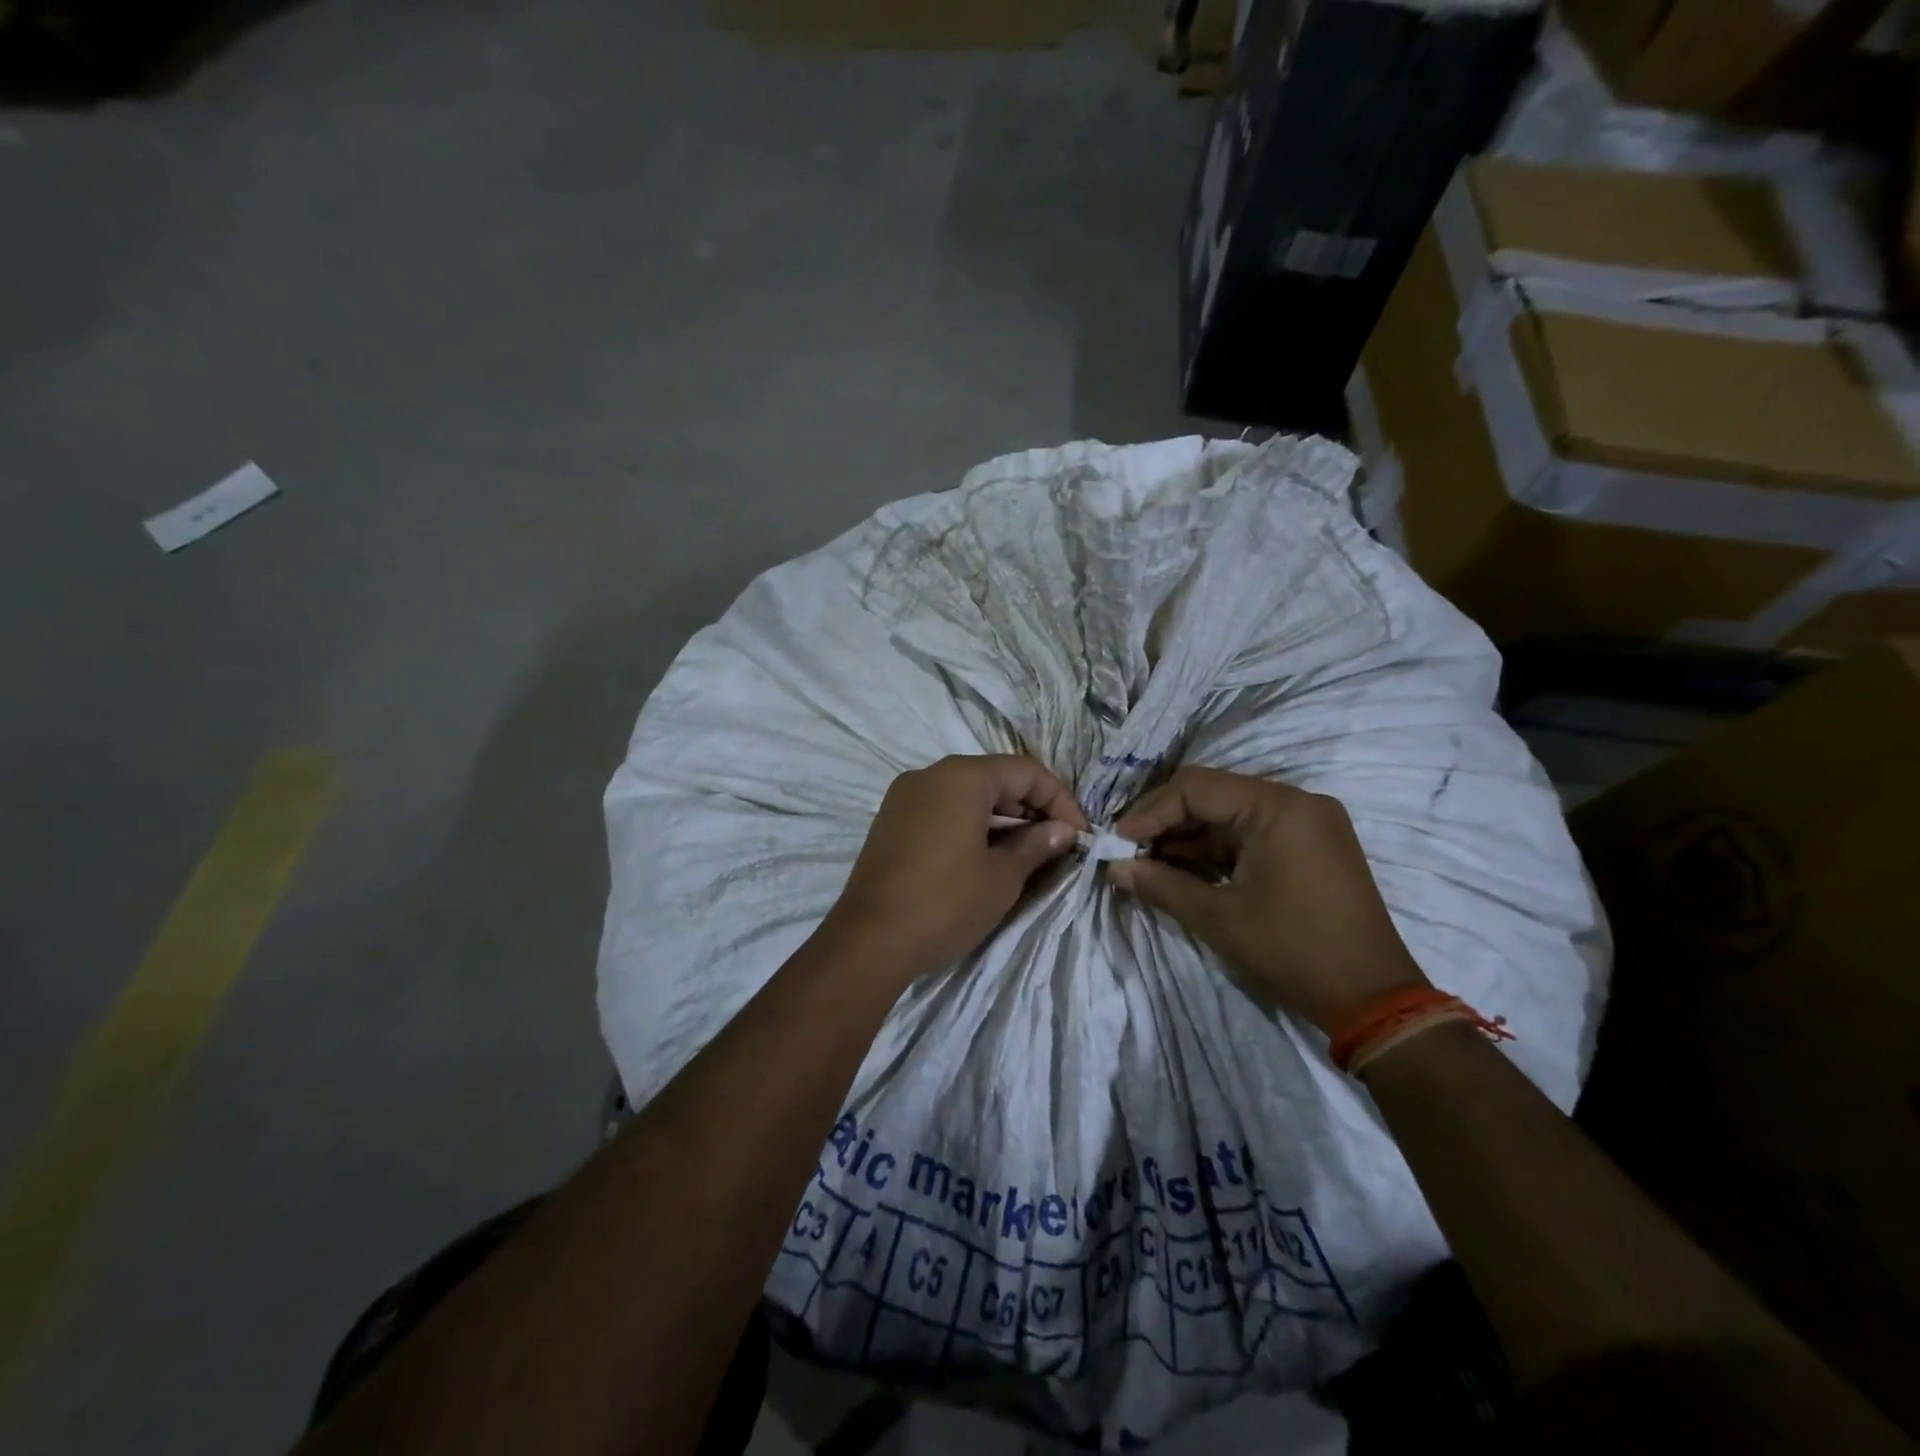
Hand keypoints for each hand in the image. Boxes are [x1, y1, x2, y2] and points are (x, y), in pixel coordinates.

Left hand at [820, 755, 1088, 983]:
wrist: (868, 941)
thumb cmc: (945, 903)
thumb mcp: (1002, 876)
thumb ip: (1036, 845)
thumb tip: (1062, 830)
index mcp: (961, 777)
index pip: (1026, 771)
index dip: (1060, 800)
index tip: (1079, 835)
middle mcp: (930, 775)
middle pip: (995, 778)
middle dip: (1031, 807)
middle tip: (1057, 844)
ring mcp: (905, 797)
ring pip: (967, 794)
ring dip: (1003, 817)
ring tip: (1028, 852)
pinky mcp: (891, 821)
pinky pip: (942, 809)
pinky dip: (971, 824)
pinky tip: (987, 855)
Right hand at [1108, 767, 1427, 1033]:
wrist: (1375, 1000)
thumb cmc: (1293, 951)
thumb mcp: (1218, 919)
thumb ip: (1161, 885)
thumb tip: (1113, 869)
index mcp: (1279, 807)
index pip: (1196, 787)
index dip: (1150, 811)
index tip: (1117, 841)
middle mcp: (1297, 801)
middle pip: (1214, 794)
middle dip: (1166, 822)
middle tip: (1129, 851)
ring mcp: (1309, 822)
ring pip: (1231, 813)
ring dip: (1189, 837)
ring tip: (1149, 864)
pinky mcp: (1313, 845)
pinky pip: (1253, 832)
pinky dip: (1217, 849)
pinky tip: (1185, 869)